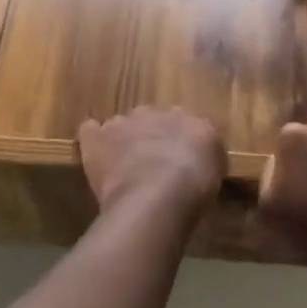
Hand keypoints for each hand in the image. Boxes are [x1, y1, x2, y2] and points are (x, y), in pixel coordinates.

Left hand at [78, 107, 224, 218]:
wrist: (159, 195)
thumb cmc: (194, 187)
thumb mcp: (216, 171)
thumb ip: (206, 156)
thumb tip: (200, 156)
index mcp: (188, 119)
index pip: (182, 123)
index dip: (176, 143)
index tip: (176, 161)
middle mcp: (156, 112)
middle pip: (150, 120)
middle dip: (148, 137)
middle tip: (150, 164)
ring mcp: (124, 122)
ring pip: (121, 125)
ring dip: (121, 141)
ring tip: (121, 167)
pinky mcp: (98, 138)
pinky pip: (90, 131)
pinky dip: (92, 139)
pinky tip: (95, 153)